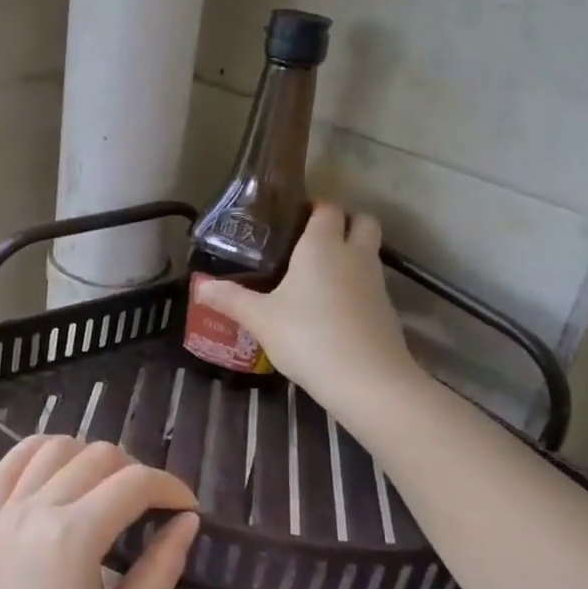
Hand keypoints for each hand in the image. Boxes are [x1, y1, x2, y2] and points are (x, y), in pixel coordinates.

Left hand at [0, 436, 199, 588]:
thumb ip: (160, 569)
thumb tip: (187, 522)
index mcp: (73, 537)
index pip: (134, 483)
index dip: (170, 487)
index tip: (189, 508)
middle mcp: (36, 510)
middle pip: (97, 456)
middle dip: (136, 472)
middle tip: (153, 510)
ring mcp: (5, 513)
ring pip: (55, 449)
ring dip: (90, 457)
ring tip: (108, 490)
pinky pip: (9, 465)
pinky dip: (37, 451)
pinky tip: (58, 464)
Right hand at [195, 202, 415, 411]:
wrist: (367, 381)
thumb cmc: (308, 337)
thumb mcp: (260, 319)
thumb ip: (231, 298)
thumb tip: (200, 286)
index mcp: (322, 245)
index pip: (327, 207)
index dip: (314, 207)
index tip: (292, 218)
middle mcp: (354, 254)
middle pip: (362, 221)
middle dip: (345, 222)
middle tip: (314, 240)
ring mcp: (376, 282)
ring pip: (370, 252)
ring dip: (352, 254)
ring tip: (319, 276)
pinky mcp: (387, 310)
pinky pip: (372, 284)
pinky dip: (357, 287)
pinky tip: (334, 309)